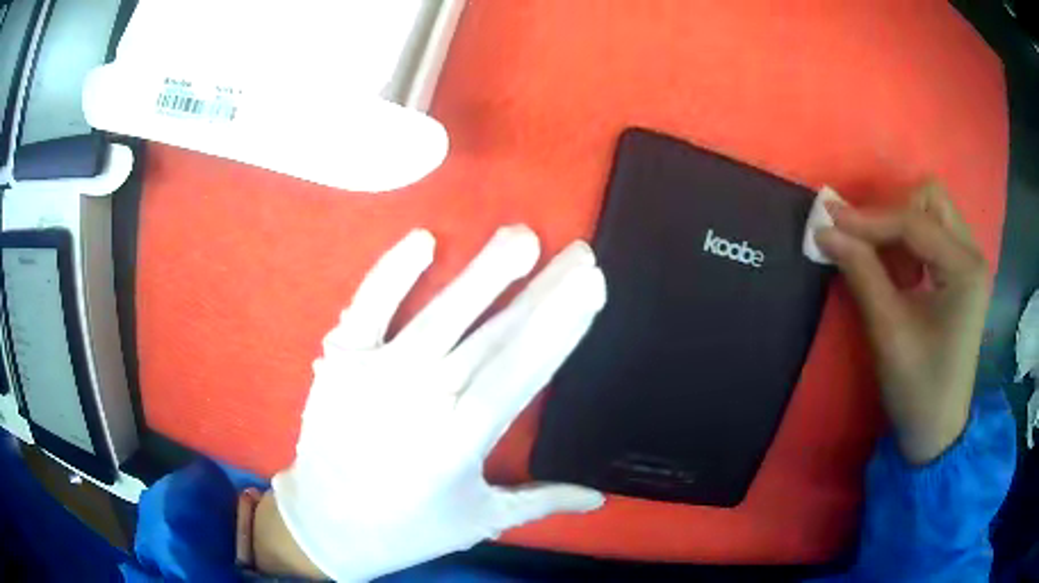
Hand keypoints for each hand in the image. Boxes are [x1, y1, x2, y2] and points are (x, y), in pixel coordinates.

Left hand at [270, 226, 606, 580]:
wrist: (326, 524)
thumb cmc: (407, 527)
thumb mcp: (480, 519)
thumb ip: (542, 501)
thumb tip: (599, 498)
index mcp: (461, 441)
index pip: (523, 370)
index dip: (561, 324)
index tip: (591, 283)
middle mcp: (423, 400)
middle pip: (494, 336)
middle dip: (543, 290)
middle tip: (578, 252)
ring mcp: (375, 374)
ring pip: (441, 313)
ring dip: (483, 271)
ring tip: (521, 236)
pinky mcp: (340, 360)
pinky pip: (368, 306)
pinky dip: (392, 272)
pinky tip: (424, 240)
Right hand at [816, 181, 990, 464]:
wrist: (937, 430)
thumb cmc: (918, 389)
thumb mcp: (888, 332)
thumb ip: (861, 273)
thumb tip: (825, 230)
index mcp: (965, 269)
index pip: (913, 222)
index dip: (869, 219)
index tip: (829, 222)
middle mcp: (972, 254)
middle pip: (930, 198)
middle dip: (892, 214)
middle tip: (866, 244)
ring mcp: (969, 262)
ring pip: (931, 211)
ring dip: (900, 228)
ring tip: (883, 265)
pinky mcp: (961, 273)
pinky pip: (932, 234)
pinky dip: (909, 243)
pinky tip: (900, 274)